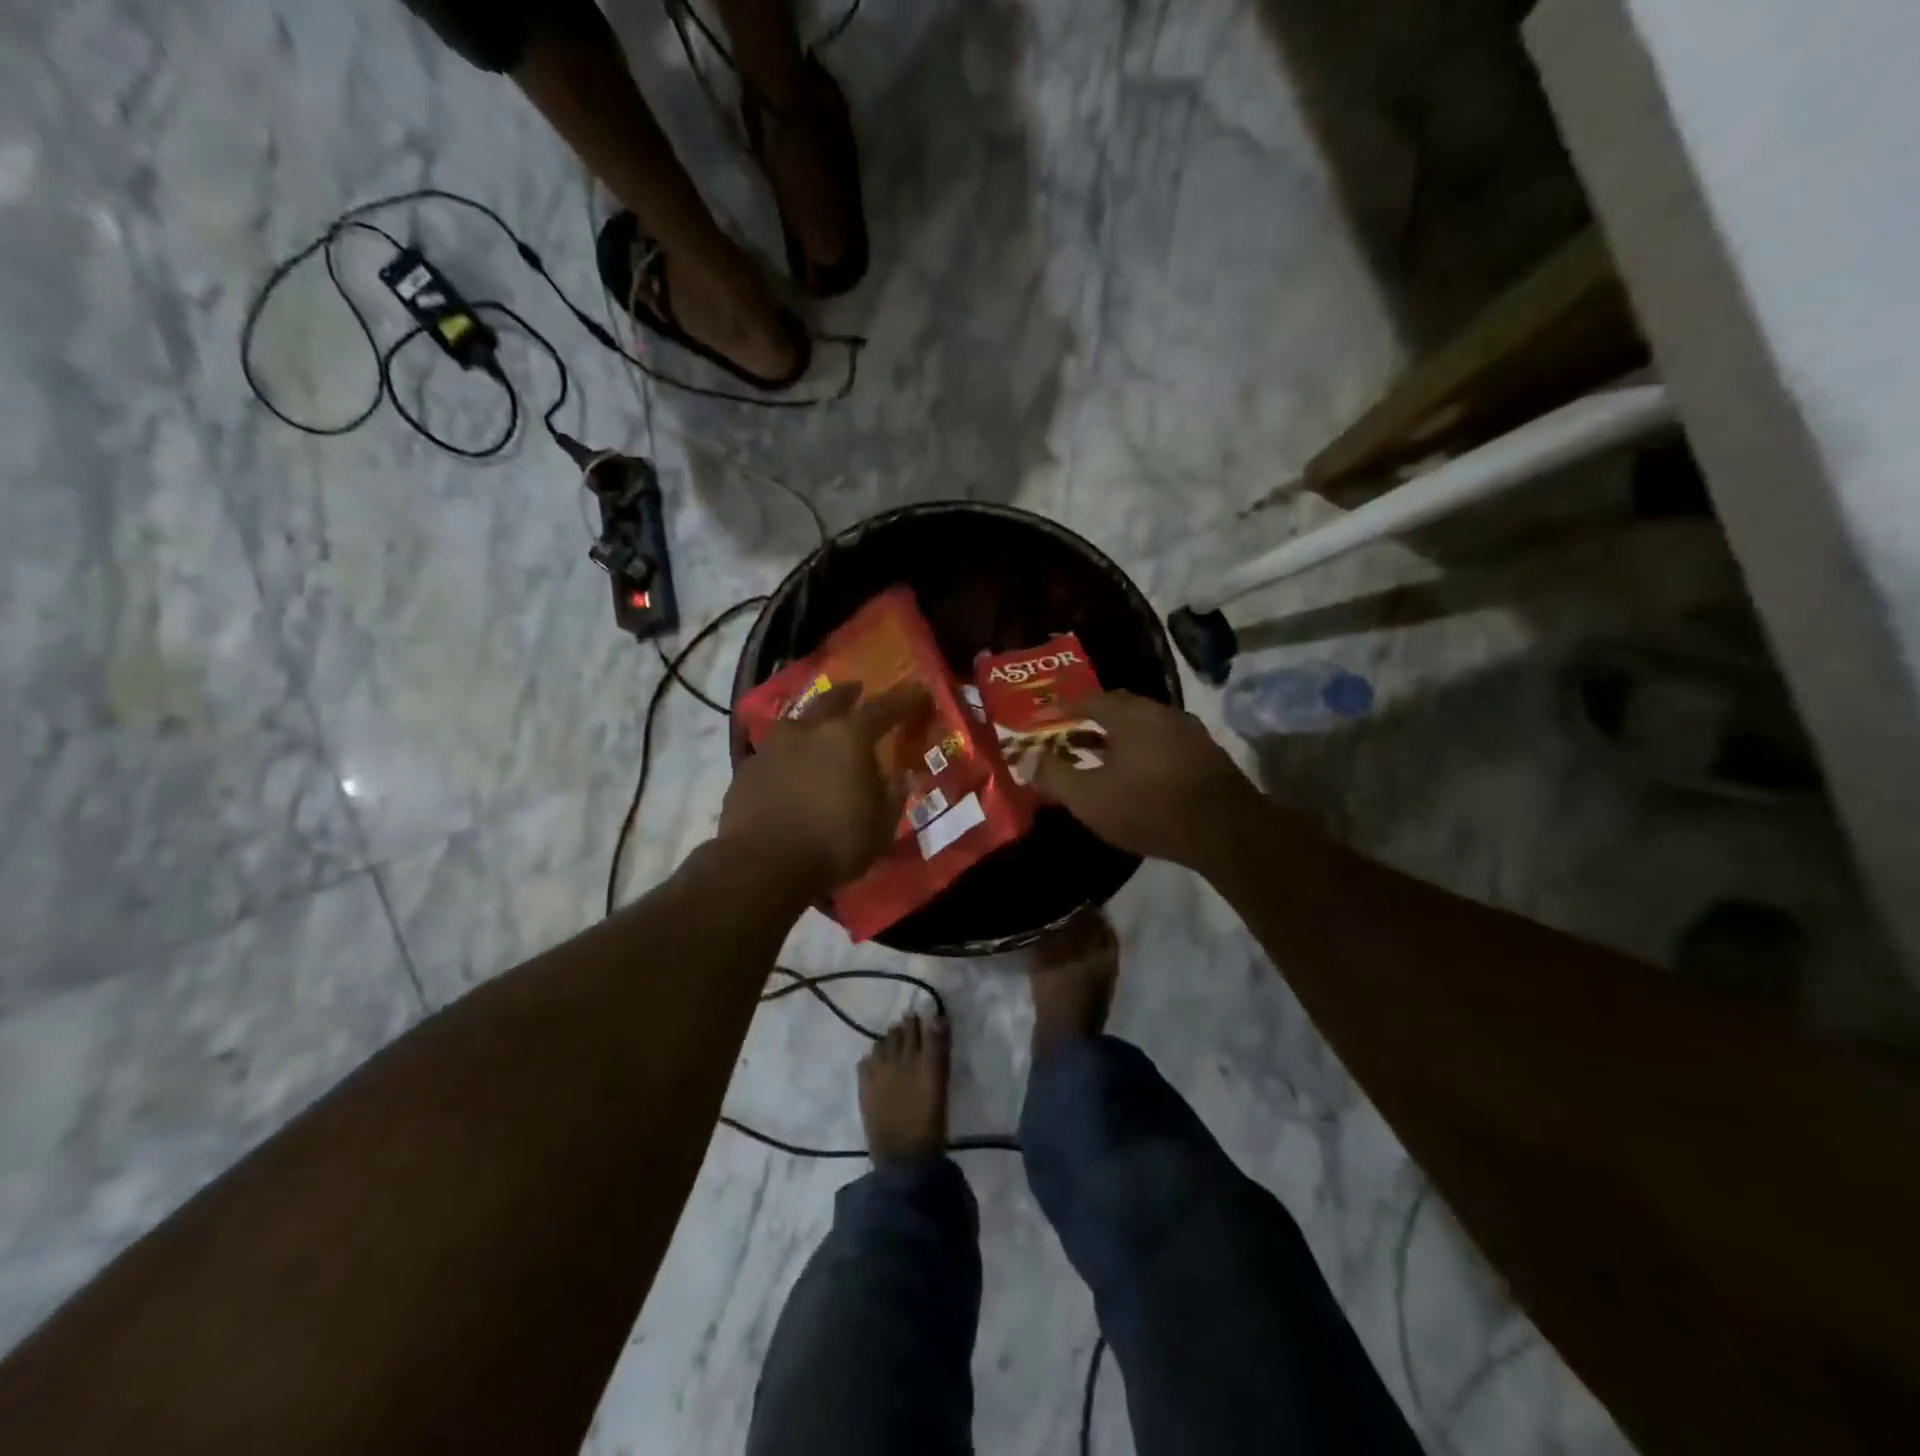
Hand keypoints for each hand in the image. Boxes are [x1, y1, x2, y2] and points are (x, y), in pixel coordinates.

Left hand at [719, 682, 930, 896]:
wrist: (760, 866)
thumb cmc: (833, 844)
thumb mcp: (880, 828)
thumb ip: (892, 797)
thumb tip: (901, 777)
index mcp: (848, 738)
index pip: (883, 708)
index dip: (904, 700)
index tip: (918, 692)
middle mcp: (808, 730)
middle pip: (831, 700)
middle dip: (848, 694)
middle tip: (857, 690)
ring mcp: (772, 747)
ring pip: (797, 723)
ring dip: (812, 723)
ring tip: (819, 731)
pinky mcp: (746, 769)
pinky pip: (775, 753)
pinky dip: (788, 755)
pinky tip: (790, 770)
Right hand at [1031, 690, 1263, 870]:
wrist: (1225, 830)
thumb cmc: (1148, 807)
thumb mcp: (1089, 797)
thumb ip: (1054, 776)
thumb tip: (1026, 759)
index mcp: (1129, 714)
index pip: (1088, 699)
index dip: (1062, 709)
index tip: (1044, 719)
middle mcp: (1160, 712)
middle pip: (1118, 709)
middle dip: (1091, 720)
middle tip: (1070, 735)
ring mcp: (1188, 732)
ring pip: (1143, 726)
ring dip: (1118, 738)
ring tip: (1099, 756)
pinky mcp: (1206, 755)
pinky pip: (1162, 743)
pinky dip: (1141, 751)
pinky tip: (1136, 774)